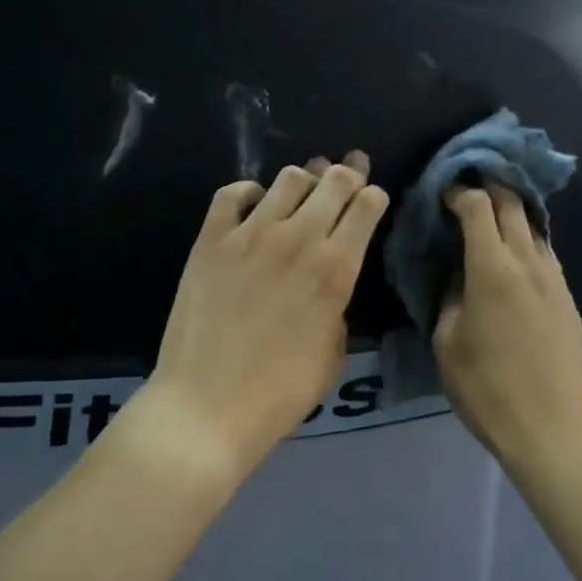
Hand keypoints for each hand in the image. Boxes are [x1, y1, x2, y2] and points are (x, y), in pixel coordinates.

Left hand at [142, 152, 388, 478]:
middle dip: (347, 175)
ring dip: (303, 181)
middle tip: (346, 180)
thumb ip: (337, 308)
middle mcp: (298, 240)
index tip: (372, 200)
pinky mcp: (210, 240)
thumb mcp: (333, 355)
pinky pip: (233, 193)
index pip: (366, 207)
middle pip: (333, 180)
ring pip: (288, 178)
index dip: (374, 197)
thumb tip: (326, 286)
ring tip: (302, 194)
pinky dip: (250, 193)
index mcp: (336, 270)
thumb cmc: (280, 393)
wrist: (207, 405)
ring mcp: (250, 235)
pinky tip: (254, 207)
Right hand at [433, 185, 581, 472]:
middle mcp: (528, 263)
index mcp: (492, 269)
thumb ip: (450, 296)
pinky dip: (527, 242)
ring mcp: (555, 280)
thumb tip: (459, 274)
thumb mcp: (446, 341)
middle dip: (489, 187)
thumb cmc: (484, 388)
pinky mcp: (568, 299)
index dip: (459, 192)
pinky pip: (546, 255)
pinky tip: (514, 256)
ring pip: (534, 227)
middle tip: (468, 187)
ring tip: (490, 217)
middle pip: (512, 205)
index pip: (478, 207)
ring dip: (512, 213)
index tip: (443, 193)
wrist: (547, 428)